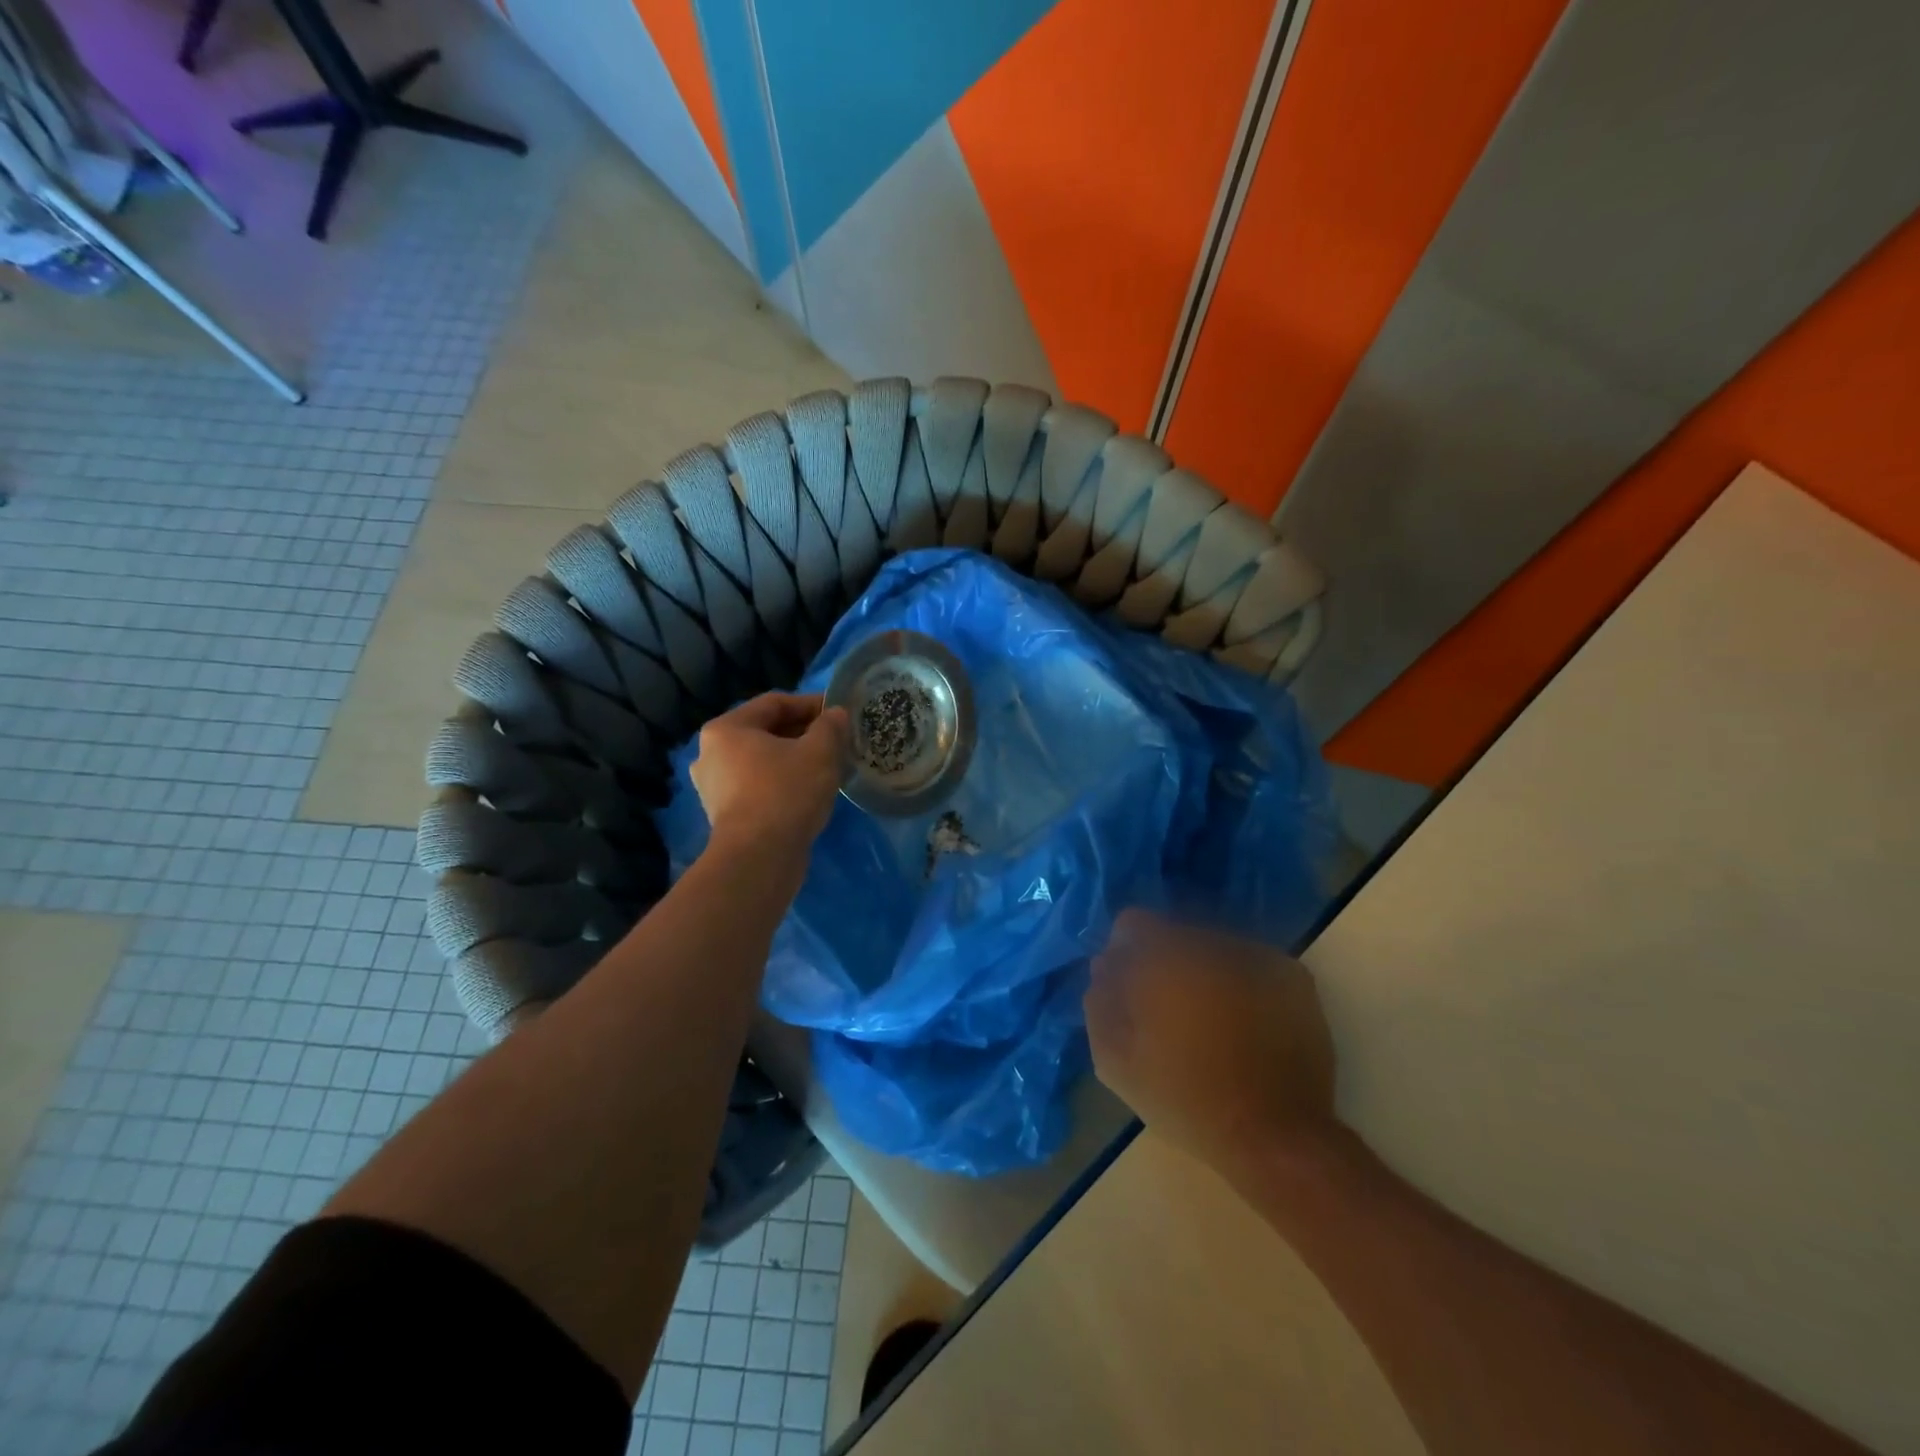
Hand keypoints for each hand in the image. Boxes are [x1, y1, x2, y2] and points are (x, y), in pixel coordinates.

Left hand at [691, 693, 848, 857]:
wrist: (759, 858)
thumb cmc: (786, 793)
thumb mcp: (820, 752)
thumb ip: (830, 726)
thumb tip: (836, 714)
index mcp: (726, 729)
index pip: (774, 703)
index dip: (810, 704)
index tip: (839, 713)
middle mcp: (711, 753)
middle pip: (765, 732)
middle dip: (803, 733)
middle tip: (836, 740)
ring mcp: (714, 787)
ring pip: (763, 761)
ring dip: (795, 759)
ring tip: (827, 766)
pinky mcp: (725, 815)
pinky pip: (759, 786)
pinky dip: (783, 782)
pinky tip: (809, 792)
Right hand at [1085, 909, 1337, 1171]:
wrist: (1275, 1136)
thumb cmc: (1186, 1099)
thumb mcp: (1116, 1062)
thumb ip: (1101, 1003)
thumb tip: (1103, 967)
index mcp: (1163, 957)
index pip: (1132, 923)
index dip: (1125, 954)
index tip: (1129, 990)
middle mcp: (1210, 943)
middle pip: (1175, 934)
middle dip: (1167, 964)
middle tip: (1170, 1013)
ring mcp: (1256, 955)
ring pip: (1214, 948)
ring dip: (1205, 972)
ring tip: (1211, 1023)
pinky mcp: (1291, 975)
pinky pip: (1251, 964)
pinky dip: (1241, 983)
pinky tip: (1244, 1024)